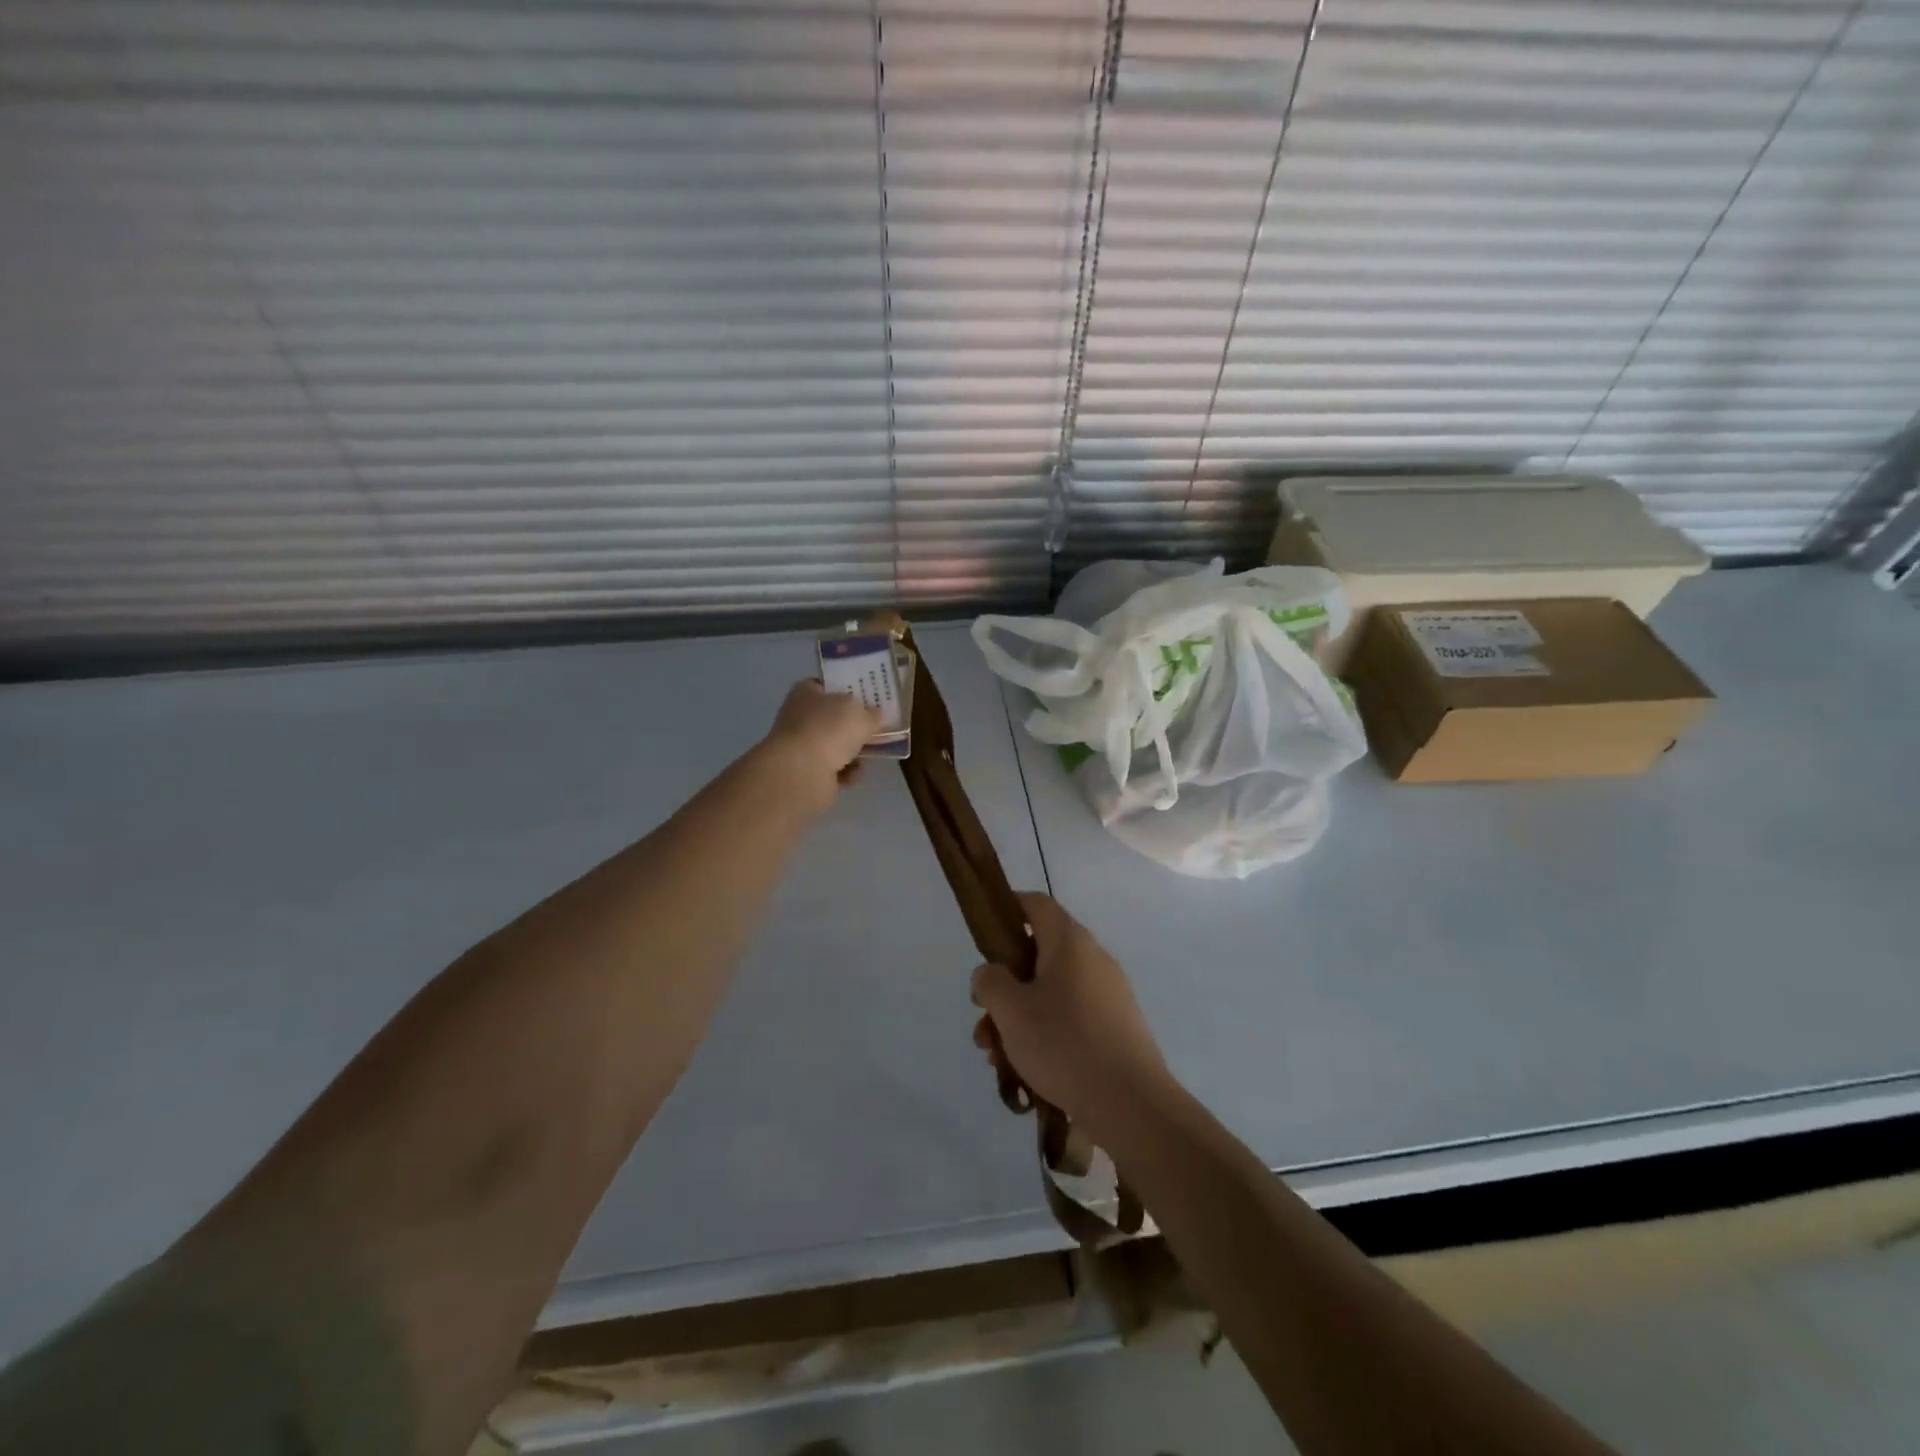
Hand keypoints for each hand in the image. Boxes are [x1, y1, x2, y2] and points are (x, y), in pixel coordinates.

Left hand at [761, 679, 882, 812]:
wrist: (802, 773)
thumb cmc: (829, 730)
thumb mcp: (861, 714)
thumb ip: (872, 714)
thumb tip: (875, 716)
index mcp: (806, 692)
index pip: (827, 686)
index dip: (848, 690)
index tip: (870, 698)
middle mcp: (800, 717)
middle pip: (834, 718)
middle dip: (855, 726)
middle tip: (877, 728)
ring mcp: (802, 746)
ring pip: (836, 746)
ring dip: (855, 752)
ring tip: (870, 754)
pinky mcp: (807, 773)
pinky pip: (835, 769)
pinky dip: (847, 773)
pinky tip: (853, 774)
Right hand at [970, 894, 1171, 1135]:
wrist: (1130, 1104)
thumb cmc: (1064, 1043)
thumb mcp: (1010, 1010)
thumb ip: (990, 982)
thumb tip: (990, 973)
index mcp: (1070, 942)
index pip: (1036, 904)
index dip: (1008, 910)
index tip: (984, 934)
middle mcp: (1093, 959)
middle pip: (1038, 956)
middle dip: (1004, 987)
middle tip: (983, 1018)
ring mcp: (1108, 995)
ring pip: (1051, 994)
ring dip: (1019, 1018)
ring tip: (997, 1058)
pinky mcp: (1115, 1028)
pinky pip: (1070, 1019)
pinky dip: (1044, 1035)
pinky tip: (1026, 1072)